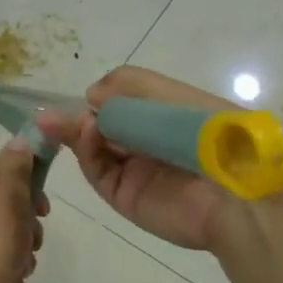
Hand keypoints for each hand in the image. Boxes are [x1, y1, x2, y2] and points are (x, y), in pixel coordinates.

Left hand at [0, 136, 47, 282]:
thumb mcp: (7, 194)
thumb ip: (15, 166)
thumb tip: (19, 139)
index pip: (4, 173)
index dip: (30, 189)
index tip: (43, 210)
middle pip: (7, 209)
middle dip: (27, 229)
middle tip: (31, 242)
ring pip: (5, 240)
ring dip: (21, 256)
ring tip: (19, 269)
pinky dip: (5, 276)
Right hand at [43, 67, 239, 252]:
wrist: (232, 190)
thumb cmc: (204, 131)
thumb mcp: (168, 94)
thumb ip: (127, 86)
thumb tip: (90, 96)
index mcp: (163, 116)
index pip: (121, 104)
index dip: (99, 99)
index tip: (82, 95)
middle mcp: (147, 143)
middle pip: (102, 127)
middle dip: (77, 117)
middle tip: (50, 113)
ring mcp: (135, 171)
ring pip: (94, 149)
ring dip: (74, 132)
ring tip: (54, 121)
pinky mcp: (125, 196)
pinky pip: (99, 172)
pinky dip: (87, 151)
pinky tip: (87, 133)